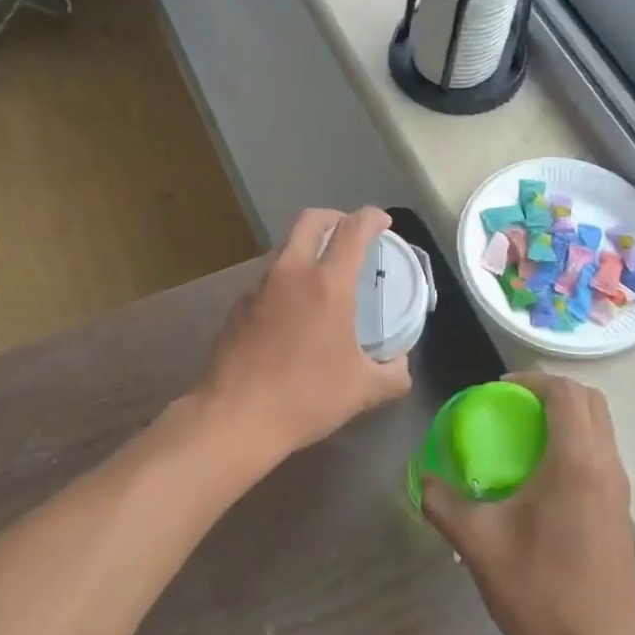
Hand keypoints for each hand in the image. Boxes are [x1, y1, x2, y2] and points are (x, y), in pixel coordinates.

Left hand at [193, 207, 412, 462]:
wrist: (234, 417)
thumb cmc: (305, 398)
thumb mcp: (363, 391)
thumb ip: (393, 373)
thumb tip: (400, 364)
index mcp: (327, 284)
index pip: (353, 230)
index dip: (372, 217)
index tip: (382, 222)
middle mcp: (290, 273)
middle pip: (310, 220)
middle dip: (334, 217)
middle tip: (350, 235)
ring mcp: (258, 288)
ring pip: (285, 247)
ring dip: (307, 248)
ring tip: (323, 276)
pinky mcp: (237, 307)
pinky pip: (268, 278)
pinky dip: (286, 279)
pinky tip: (293, 311)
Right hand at [421, 373, 634, 634]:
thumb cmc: (540, 592)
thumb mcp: (478, 545)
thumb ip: (443, 503)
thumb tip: (422, 479)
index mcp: (576, 462)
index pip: (566, 393)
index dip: (532, 380)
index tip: (499, 390)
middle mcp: (606, 466)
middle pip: (591, 402)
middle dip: (552, 392)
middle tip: (512, 406)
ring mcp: (619, 490)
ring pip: (600, 428)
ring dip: (566, 418)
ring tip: (523, 438)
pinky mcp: (620, 512)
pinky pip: (601, 455)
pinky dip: (574, 444)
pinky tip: (540, 478)